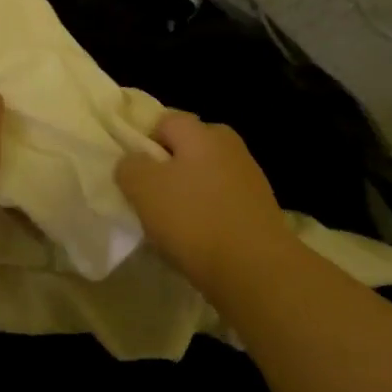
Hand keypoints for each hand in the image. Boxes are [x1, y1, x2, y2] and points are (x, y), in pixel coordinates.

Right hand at [116, 111, 292, 291]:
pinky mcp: (261, 210)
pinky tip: (199, 241)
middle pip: (189, 148)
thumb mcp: (143, 188)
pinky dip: (209, 216)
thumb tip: (133, 162)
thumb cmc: (194, 219)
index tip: (134, 173)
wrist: (256, 270)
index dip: (144, 142)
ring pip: (206, 177)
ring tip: (173, 226)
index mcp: (203, 132)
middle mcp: (230, 146)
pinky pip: (223, 203)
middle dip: (168, 168)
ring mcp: (250, 178)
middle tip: (151, 197)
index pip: (165, 121)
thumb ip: (130, 166)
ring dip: (189, 194)